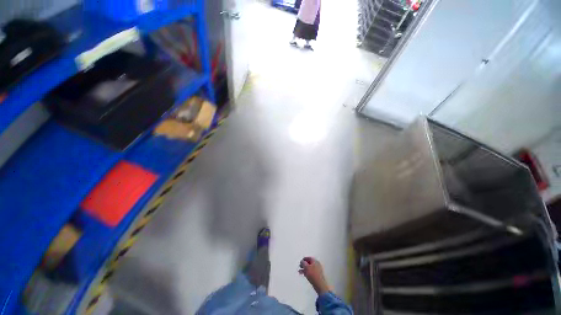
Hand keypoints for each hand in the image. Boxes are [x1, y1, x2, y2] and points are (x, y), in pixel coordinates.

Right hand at [299, 257, 330, 294]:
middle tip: (300, 267)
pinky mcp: (317, 275)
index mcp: (315, 261)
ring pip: (309, 268)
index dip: (304, 259)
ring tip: (300, 272)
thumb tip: (302, 261)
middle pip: (309, 263)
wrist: (319, 284)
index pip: (308, 258)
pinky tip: (305, 275)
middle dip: (304, 265)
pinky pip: (311, 272)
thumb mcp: (306, 267)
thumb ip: (303, 263)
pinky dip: (307, 272)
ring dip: (305, 269)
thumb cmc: (313, 274)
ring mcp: (318, 270)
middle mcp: (317, 264)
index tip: (300, 261)